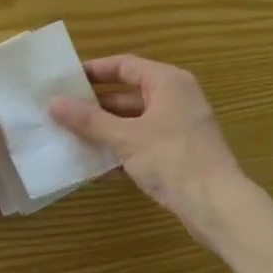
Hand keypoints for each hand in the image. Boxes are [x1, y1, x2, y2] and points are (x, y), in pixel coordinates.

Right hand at [49, 55, 248, 254]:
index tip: (64, 80)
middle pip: (127, 94)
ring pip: (133, 122)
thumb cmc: (173, 160)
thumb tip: (53, 103)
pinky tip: (94, 166)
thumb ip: (88, 120)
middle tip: (61, 111)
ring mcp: (178, 128)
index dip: (94, 71)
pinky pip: (142, 144)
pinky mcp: (178, 154)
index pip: (124, 65)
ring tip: (69, 137)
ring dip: (104, 131)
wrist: (218, 207)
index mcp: (167, 82)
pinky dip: (120, 151)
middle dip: (94, 106)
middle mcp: (175, 98)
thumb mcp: (125, 137)